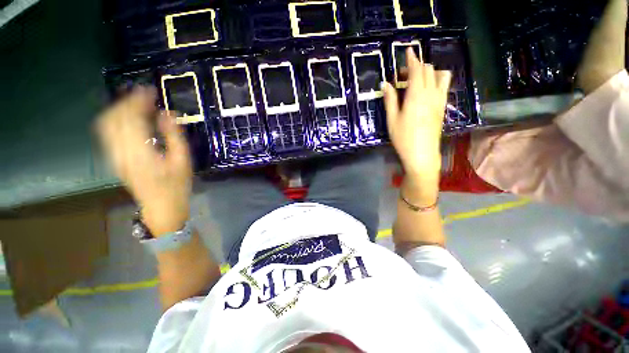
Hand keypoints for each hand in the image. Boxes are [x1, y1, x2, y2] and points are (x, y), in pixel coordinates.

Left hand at [97, 86, 192, 235]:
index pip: (131, 118)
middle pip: (113, 118)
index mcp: (139, 152)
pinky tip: (129, 120)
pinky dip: (116, 121)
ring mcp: (115, 156)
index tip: (149, 90)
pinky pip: (108, 134)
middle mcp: (121, 152)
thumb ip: (174, 136)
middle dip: (126, 102)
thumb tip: (168, 114)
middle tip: (143, 95)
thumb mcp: (182, 162)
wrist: (161, 207)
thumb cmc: (176, 185)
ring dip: (118, 110)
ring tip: (135, 104)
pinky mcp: (115, 159)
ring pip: (106, 125)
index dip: (138, 101)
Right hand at [383, 48, 451, 200]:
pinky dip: (436, 80)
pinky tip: (427, 89)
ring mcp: (439, 100)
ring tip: (418, 79)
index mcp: (416, 95)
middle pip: (428, 71)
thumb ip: (390, 100)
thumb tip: (385, 84)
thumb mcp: (392, 119)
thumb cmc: (403, 138)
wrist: (422, 154)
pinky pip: (444, 86)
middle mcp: (431, 94)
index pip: (417, 70)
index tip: (408, 50)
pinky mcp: (442, 107)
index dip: (412, 59)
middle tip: (403, 74)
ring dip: (429, 72)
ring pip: (440, 76)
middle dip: (417, 66)